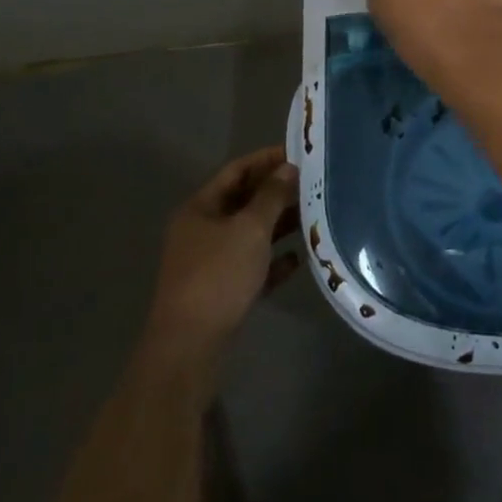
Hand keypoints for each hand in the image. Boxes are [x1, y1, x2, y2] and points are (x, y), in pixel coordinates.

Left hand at [143, 146, 298, 362]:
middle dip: (276, 192)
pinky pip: (251, 266)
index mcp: (200, 208)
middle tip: (311, 184)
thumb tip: (288, 168)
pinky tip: (298, 258)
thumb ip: (271, 196)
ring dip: (278, 225)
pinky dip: (273, 260)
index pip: (236, 171)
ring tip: (312, 216)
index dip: (266, 159)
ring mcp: (209, 263)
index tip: (298, 153)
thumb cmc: (218, 276)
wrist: (189, 348)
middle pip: (243, 201)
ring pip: (249, 234)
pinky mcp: (220, 293)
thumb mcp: (250, 229)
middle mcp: (201, 231)